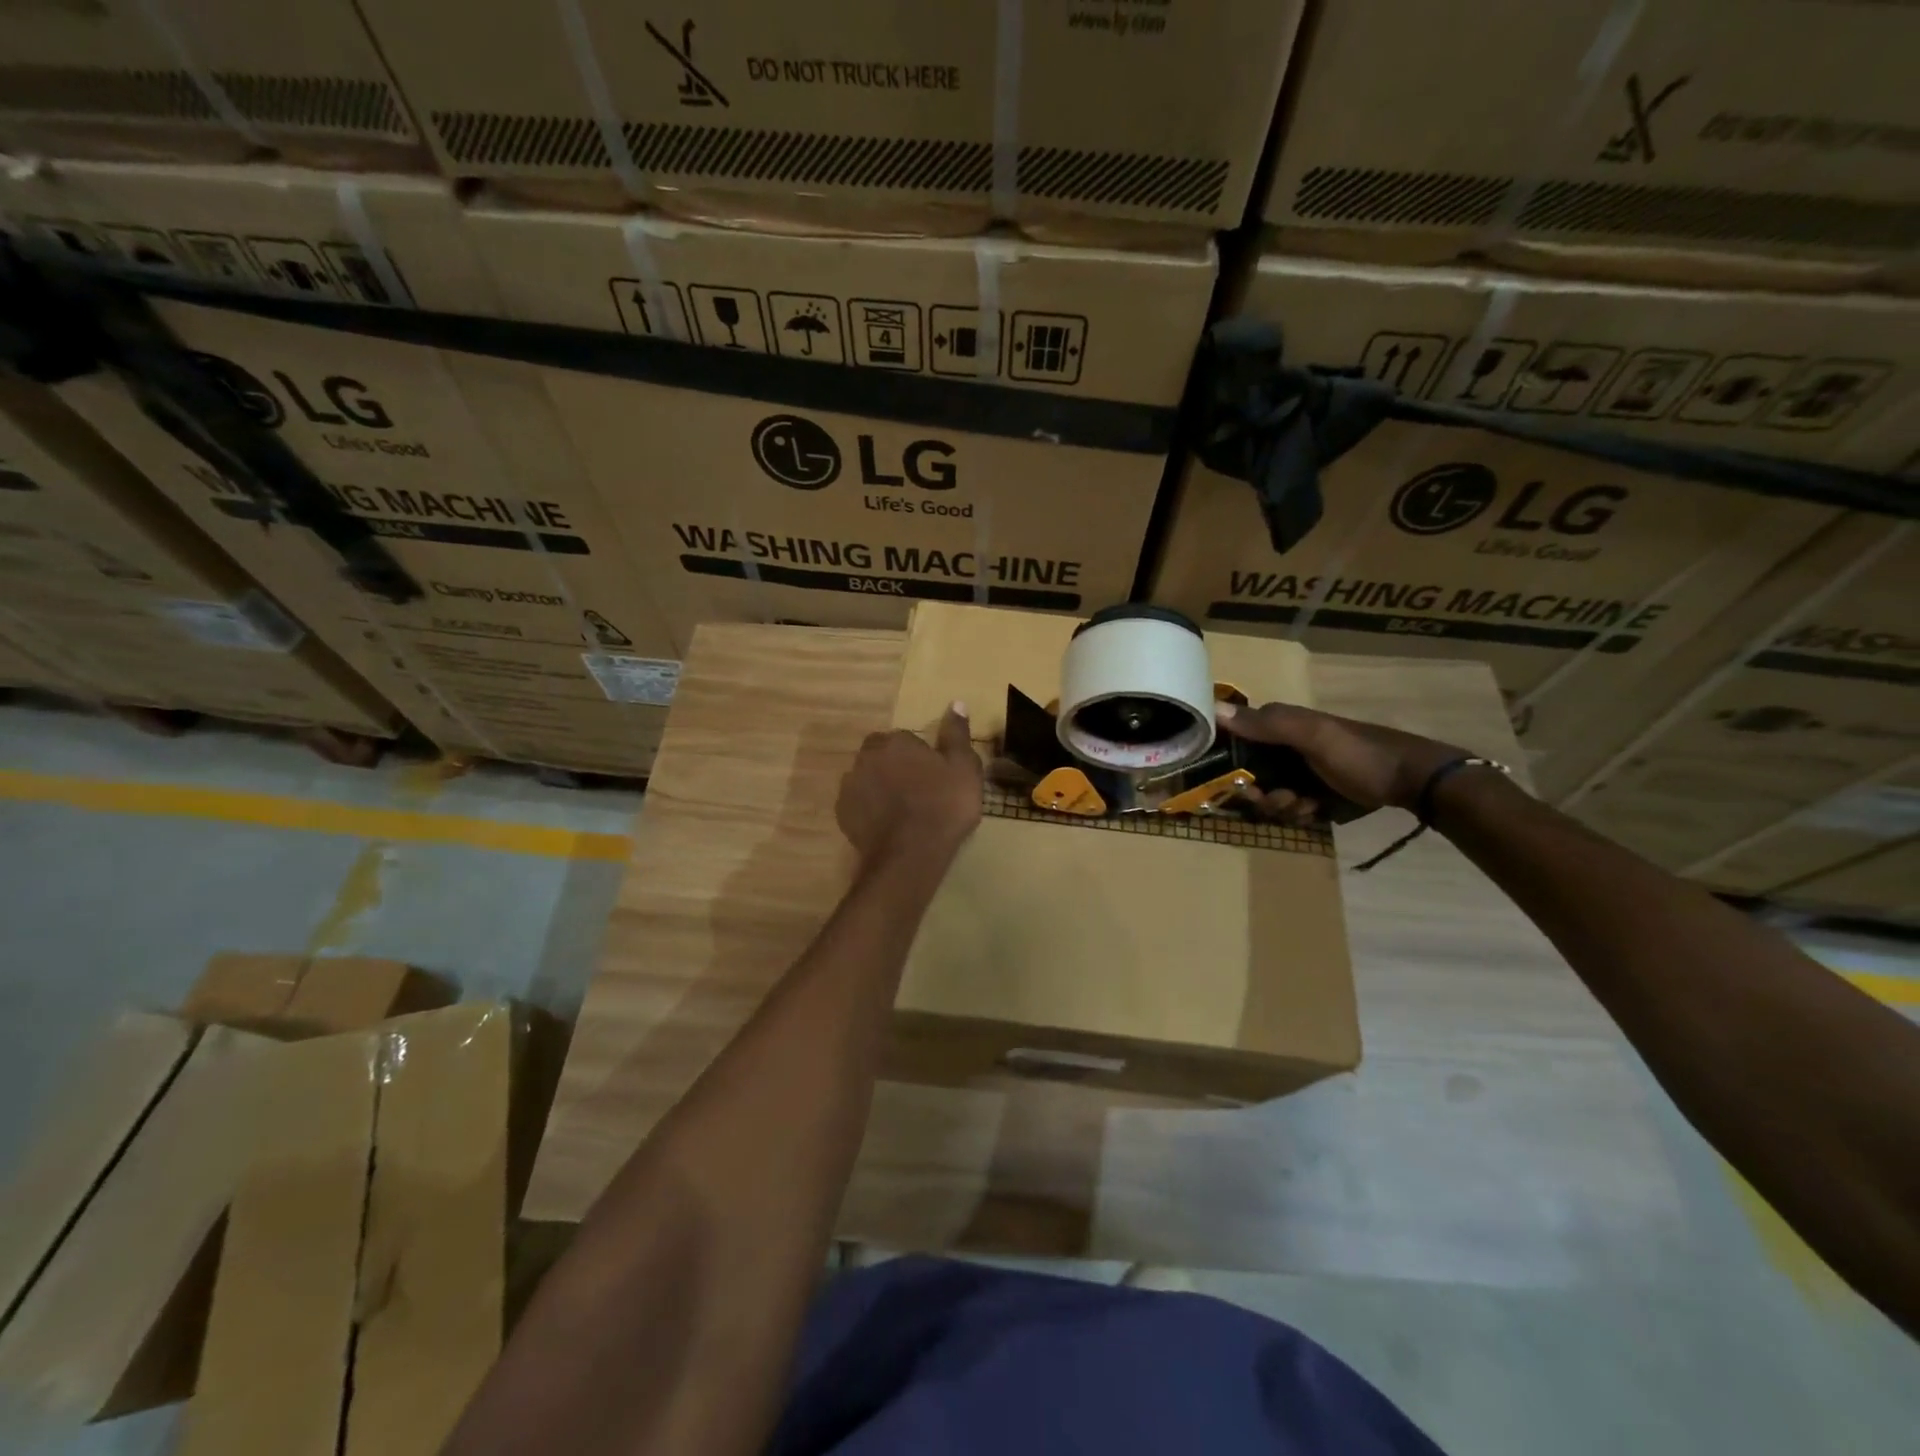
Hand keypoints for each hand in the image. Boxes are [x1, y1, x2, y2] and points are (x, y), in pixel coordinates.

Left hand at [836, 703, 981, 866]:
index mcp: (896, 741)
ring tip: (901, 810)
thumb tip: (956, 703)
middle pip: (881, 755)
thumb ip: (957, 734)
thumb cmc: (943, 805)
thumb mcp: (964, 767)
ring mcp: (850, 785)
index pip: (905, 739)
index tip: (933, 776)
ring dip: (879, 786)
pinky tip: (886, 825)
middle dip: (894, 766)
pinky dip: (869, 809)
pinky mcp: (843, 813)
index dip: (920, 757)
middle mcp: (867, 756)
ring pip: (867, 778)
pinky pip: (858, 803)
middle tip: (917, 790)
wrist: (910, 853)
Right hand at [1217, 701, 1469, 818]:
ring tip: (1307, 806)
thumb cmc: (1360, 754)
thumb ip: (1266, 724)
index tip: (1241, 783)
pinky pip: (1294, 806)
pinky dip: (1301, 812)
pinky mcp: (1319, 792)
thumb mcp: (1313, 735)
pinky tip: (1318, 811)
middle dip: (1262, 793)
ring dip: (1283, 806)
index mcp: (1282, 725)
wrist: (1415, 780)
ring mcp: (1304, 770)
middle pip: (1253, 775)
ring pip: (1272, 794)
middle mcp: (1288, 746)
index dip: (1232, 764)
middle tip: (1283, 800)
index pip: (1239, 741)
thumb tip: (1213, 709)